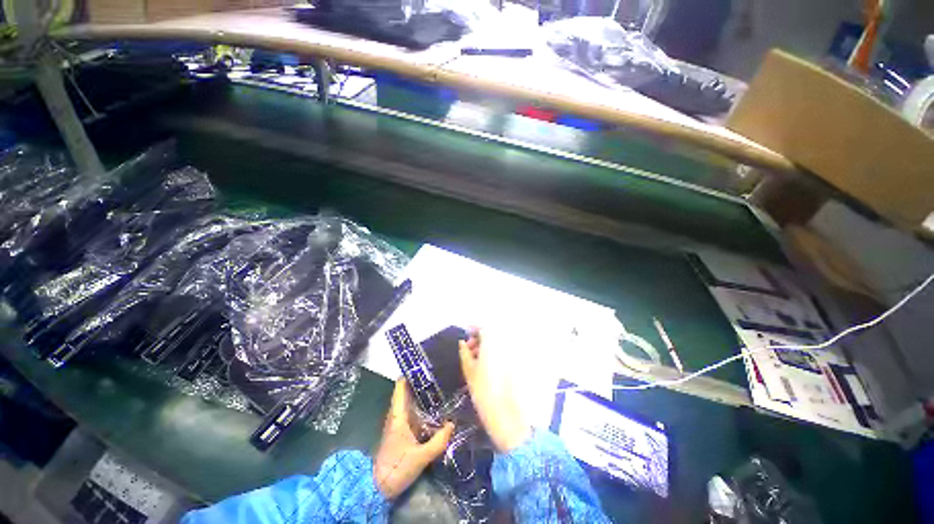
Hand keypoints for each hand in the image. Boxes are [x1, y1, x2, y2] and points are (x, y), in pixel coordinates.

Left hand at [373, 379, 453, 498]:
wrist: (378, 488)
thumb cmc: (396, 468)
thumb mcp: (420, 457)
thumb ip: (437, 442)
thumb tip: (452, 424)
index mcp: (398, 416)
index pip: (401, 388)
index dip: (410, 374)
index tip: (424, 365)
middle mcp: (397, 416)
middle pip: (407, 393)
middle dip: (421, 383)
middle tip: (439, 374)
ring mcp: (398, 424)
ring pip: (410, 403)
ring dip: (422, 395)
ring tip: (440, 387)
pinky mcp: (401, 433)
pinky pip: (412, 414)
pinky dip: (422, 408)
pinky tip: (434, 409)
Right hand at [459, 328, 531, 452]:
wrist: (509, 418)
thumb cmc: (485, 393)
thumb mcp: (469, 371)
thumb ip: (465, 353)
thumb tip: (463, 342)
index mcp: (493, 343)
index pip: (482, 327)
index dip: (472, 330)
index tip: (465, 337)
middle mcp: (506, 344)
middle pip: (492, 334)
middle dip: (480, 338)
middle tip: (470, 350)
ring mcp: (515, 354)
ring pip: (500, 342)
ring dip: (488, 346)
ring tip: (477, 359)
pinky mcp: (520, 364)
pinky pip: (506, 352)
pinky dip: (497, 353)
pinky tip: (490, 365)